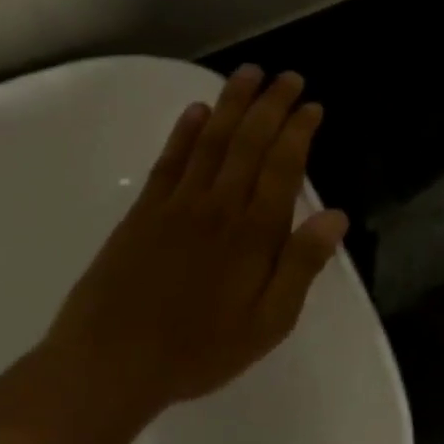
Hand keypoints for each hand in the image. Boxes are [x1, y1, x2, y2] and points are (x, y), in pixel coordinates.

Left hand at [45, 64, 348, 415]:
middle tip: (288, 76)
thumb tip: (337, 216)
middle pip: (249, 143)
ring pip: (211, 142)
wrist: (106, 369)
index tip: (312, 105)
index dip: (299, 131)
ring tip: (248, 74)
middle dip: (271, 105)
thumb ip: (302, 265)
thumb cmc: (200, 350)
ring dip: (232, 104)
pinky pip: (169, 163)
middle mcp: (218, 207)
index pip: (283, 167)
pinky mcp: (142, 214)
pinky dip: (184, 133)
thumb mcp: (269, 322)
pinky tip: (196, 111)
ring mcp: (176, 206)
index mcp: (254, 233)